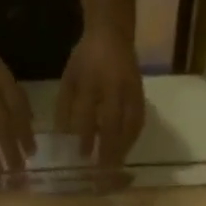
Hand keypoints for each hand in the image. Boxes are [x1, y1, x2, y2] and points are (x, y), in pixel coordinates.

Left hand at [56, 26, 144, 166]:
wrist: (112, 34)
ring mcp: (130, 90)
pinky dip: (133, 137)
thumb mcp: (69, 78)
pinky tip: (126, 149)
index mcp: (90, 81)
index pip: (87, 114)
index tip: (81, 157)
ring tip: (116, 166)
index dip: (84, 136)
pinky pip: (140, 119)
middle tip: (102, 171)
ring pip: (130, 124)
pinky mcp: (141, 93)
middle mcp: (113, 87)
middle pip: (112, 123)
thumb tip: (63, 136)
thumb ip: (65, 106)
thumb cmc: (85, 59)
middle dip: (107, 149)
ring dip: (123, 147)